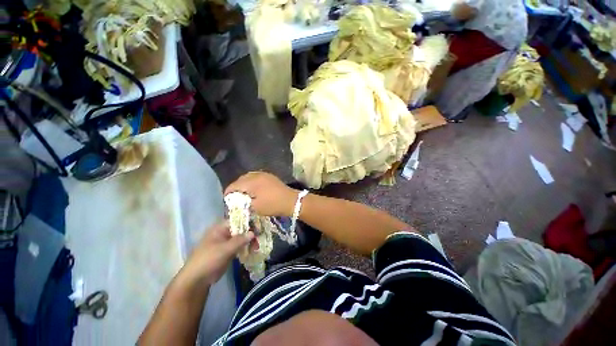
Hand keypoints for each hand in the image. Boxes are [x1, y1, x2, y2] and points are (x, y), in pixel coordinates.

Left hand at [182, 221, 253, 285]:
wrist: (197, 280)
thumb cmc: (209, 260)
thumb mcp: (225, 249)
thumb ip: (240, 240)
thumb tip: (253, 232)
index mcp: (220, 228)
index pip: (238, 220)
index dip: (249, 222)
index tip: (259, 225)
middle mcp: (224, 233)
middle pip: (241, 229)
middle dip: (251, 232)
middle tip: (260, 237)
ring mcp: (226, 242)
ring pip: (241, 238)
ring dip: (250, 241)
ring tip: (258, 245)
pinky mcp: (228, 251)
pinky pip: (240, 246)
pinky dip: (246, 247)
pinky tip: (253, 249)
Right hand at [225, 172, 298, 216]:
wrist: (291, 200)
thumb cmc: (272, 205)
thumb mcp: (255, 207)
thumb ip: (243, 203)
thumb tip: (236, 201)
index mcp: (251, 182)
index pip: (234, 185)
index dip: (228, 193)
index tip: (226, 200)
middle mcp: (256, 175)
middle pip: (240, 179)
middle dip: (236, 188)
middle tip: (234, 197)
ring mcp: (264, 174)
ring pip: (248, 177)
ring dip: (244, 184)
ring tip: (243, 193)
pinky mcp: (270, 176)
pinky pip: (256, 176)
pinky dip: (251, 182)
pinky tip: (253, 189)